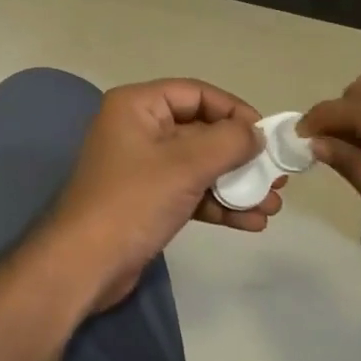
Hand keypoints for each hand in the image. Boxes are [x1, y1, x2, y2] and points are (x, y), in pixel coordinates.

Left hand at [35, 79, 286, 313]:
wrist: (84, 266)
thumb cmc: (133, 202)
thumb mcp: (186, 165)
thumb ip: (228, 142)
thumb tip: (256, 134)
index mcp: (138, 106)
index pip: (196, 93)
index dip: (234, 110)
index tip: (265, 135)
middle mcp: (139, 129)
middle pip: (201, 131)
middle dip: (241, 155)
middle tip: (276, 174)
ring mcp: (143, 167)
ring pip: (199, 165)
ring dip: (236, 184)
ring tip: (272, 204)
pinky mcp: (148, 200)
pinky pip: (190, 191)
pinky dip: (218, 203)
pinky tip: (251, 222)